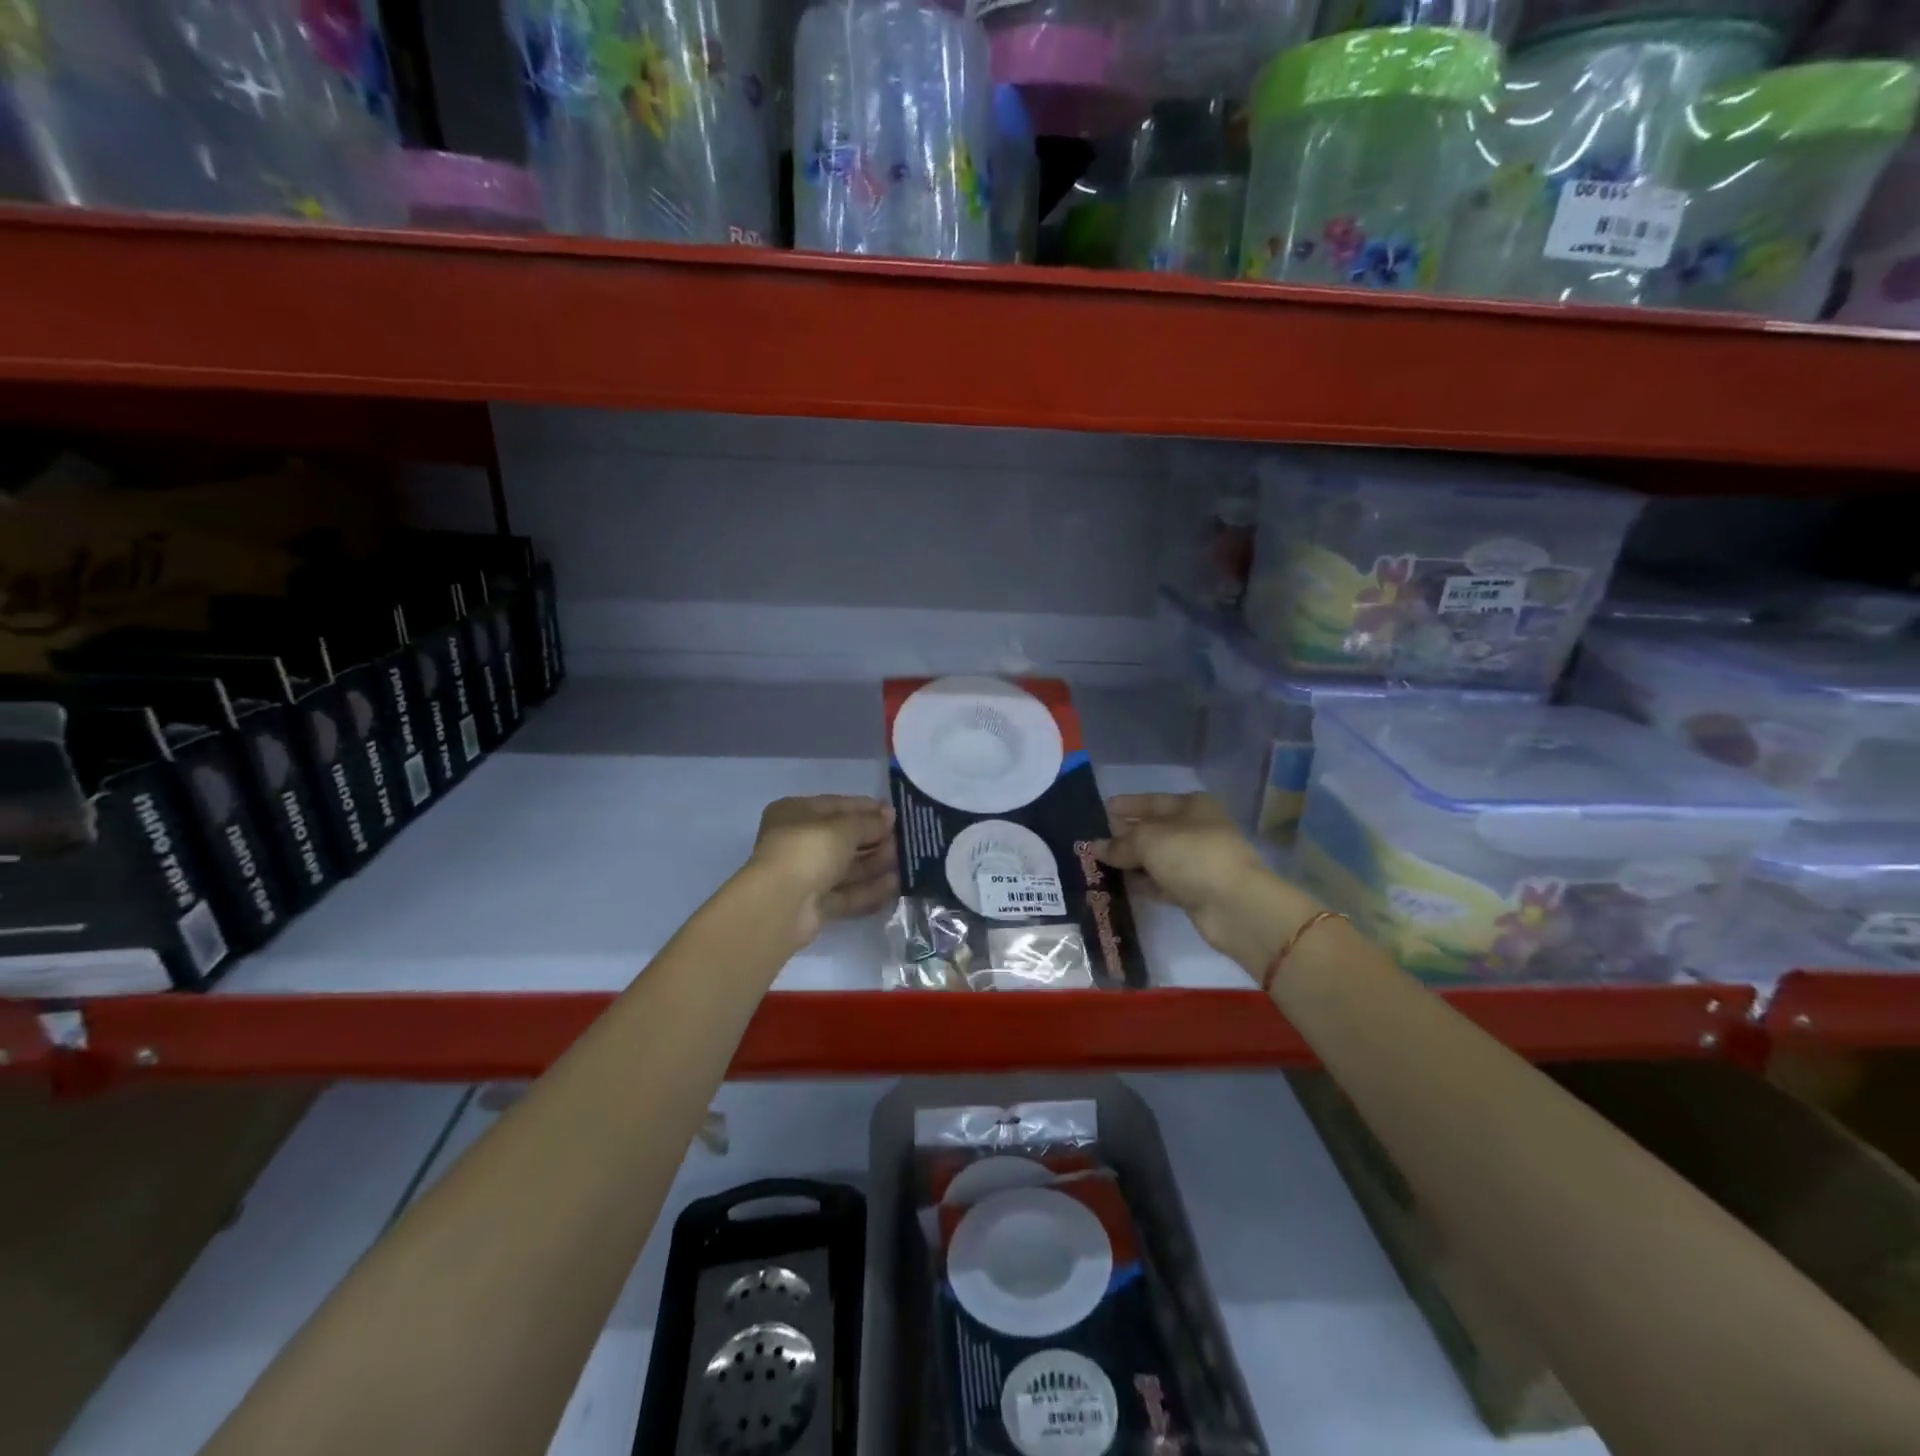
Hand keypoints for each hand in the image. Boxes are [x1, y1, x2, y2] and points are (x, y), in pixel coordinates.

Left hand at [748, 795, 898, 942]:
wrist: (780, 905)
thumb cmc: (808, 850)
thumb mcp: (843, 828)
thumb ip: (868, 821)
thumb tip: (889, 815)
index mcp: (795, 813)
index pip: (836, 805)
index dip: (866, 809)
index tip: (896, 813)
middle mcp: (797, 842)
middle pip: (842, 839)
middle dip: (873, 839)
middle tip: (903, 841)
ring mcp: (804, 876)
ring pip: (845, 868)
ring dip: (874, 864)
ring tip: (904, 863)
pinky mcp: (813, 905)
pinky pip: (845, 893)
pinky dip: (867, 889)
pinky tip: (893, 886)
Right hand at [1093, 794, 1311, 967]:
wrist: (1234, 905)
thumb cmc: (1192, 855)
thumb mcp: (1148, 840)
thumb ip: (1120, 843)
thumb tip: (1096, 847)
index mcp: (1192, 806)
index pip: (1153, 801)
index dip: (1128, 805)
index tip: (1103, 809)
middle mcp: (1196, 830)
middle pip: (1154, 829)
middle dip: (1126, 835)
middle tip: (1094, 840)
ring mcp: (1197, 862)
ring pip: (1157, 858)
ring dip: (1131, 862)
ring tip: (1099, 865)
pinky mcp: (1195, 891)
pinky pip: (1161, 882)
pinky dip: (1143, 883)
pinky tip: (1120, 885)